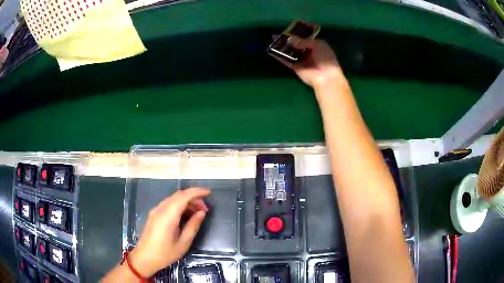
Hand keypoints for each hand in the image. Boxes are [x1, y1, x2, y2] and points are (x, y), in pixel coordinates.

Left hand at [129, 188, 210, 276]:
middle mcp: (160, 209)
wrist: (144, 258)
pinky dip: (179, 205)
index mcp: (168, 215)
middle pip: (178, 195)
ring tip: (198, 213)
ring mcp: (155, 211)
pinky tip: (186, 215)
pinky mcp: (154, 215)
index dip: (197, 192)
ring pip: (173, 199)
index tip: (209, 193)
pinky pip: (168, 204)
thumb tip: (202, 213)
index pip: (183, 196)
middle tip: (205, 208)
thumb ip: (193, 226)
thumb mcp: (183, 243)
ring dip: (186, 201)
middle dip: (193, 197)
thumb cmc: (165, 254)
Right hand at [271, 35, 344, 88]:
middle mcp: (307, 51)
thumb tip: (290, 39)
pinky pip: (285, 60)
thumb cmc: (325, 59)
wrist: (325, 77)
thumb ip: (303, 41)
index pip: (305, 37)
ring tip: (272, 38)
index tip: (289, 27)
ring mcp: (300, 59)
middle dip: (287, 38)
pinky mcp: (295, 67)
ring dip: (282, 45)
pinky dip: (278, 56)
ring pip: (289, 51)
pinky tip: (271, 50)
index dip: (298, 32)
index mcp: (316, 45)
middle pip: (295, 43)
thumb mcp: (317, 45)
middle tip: (279, 33)